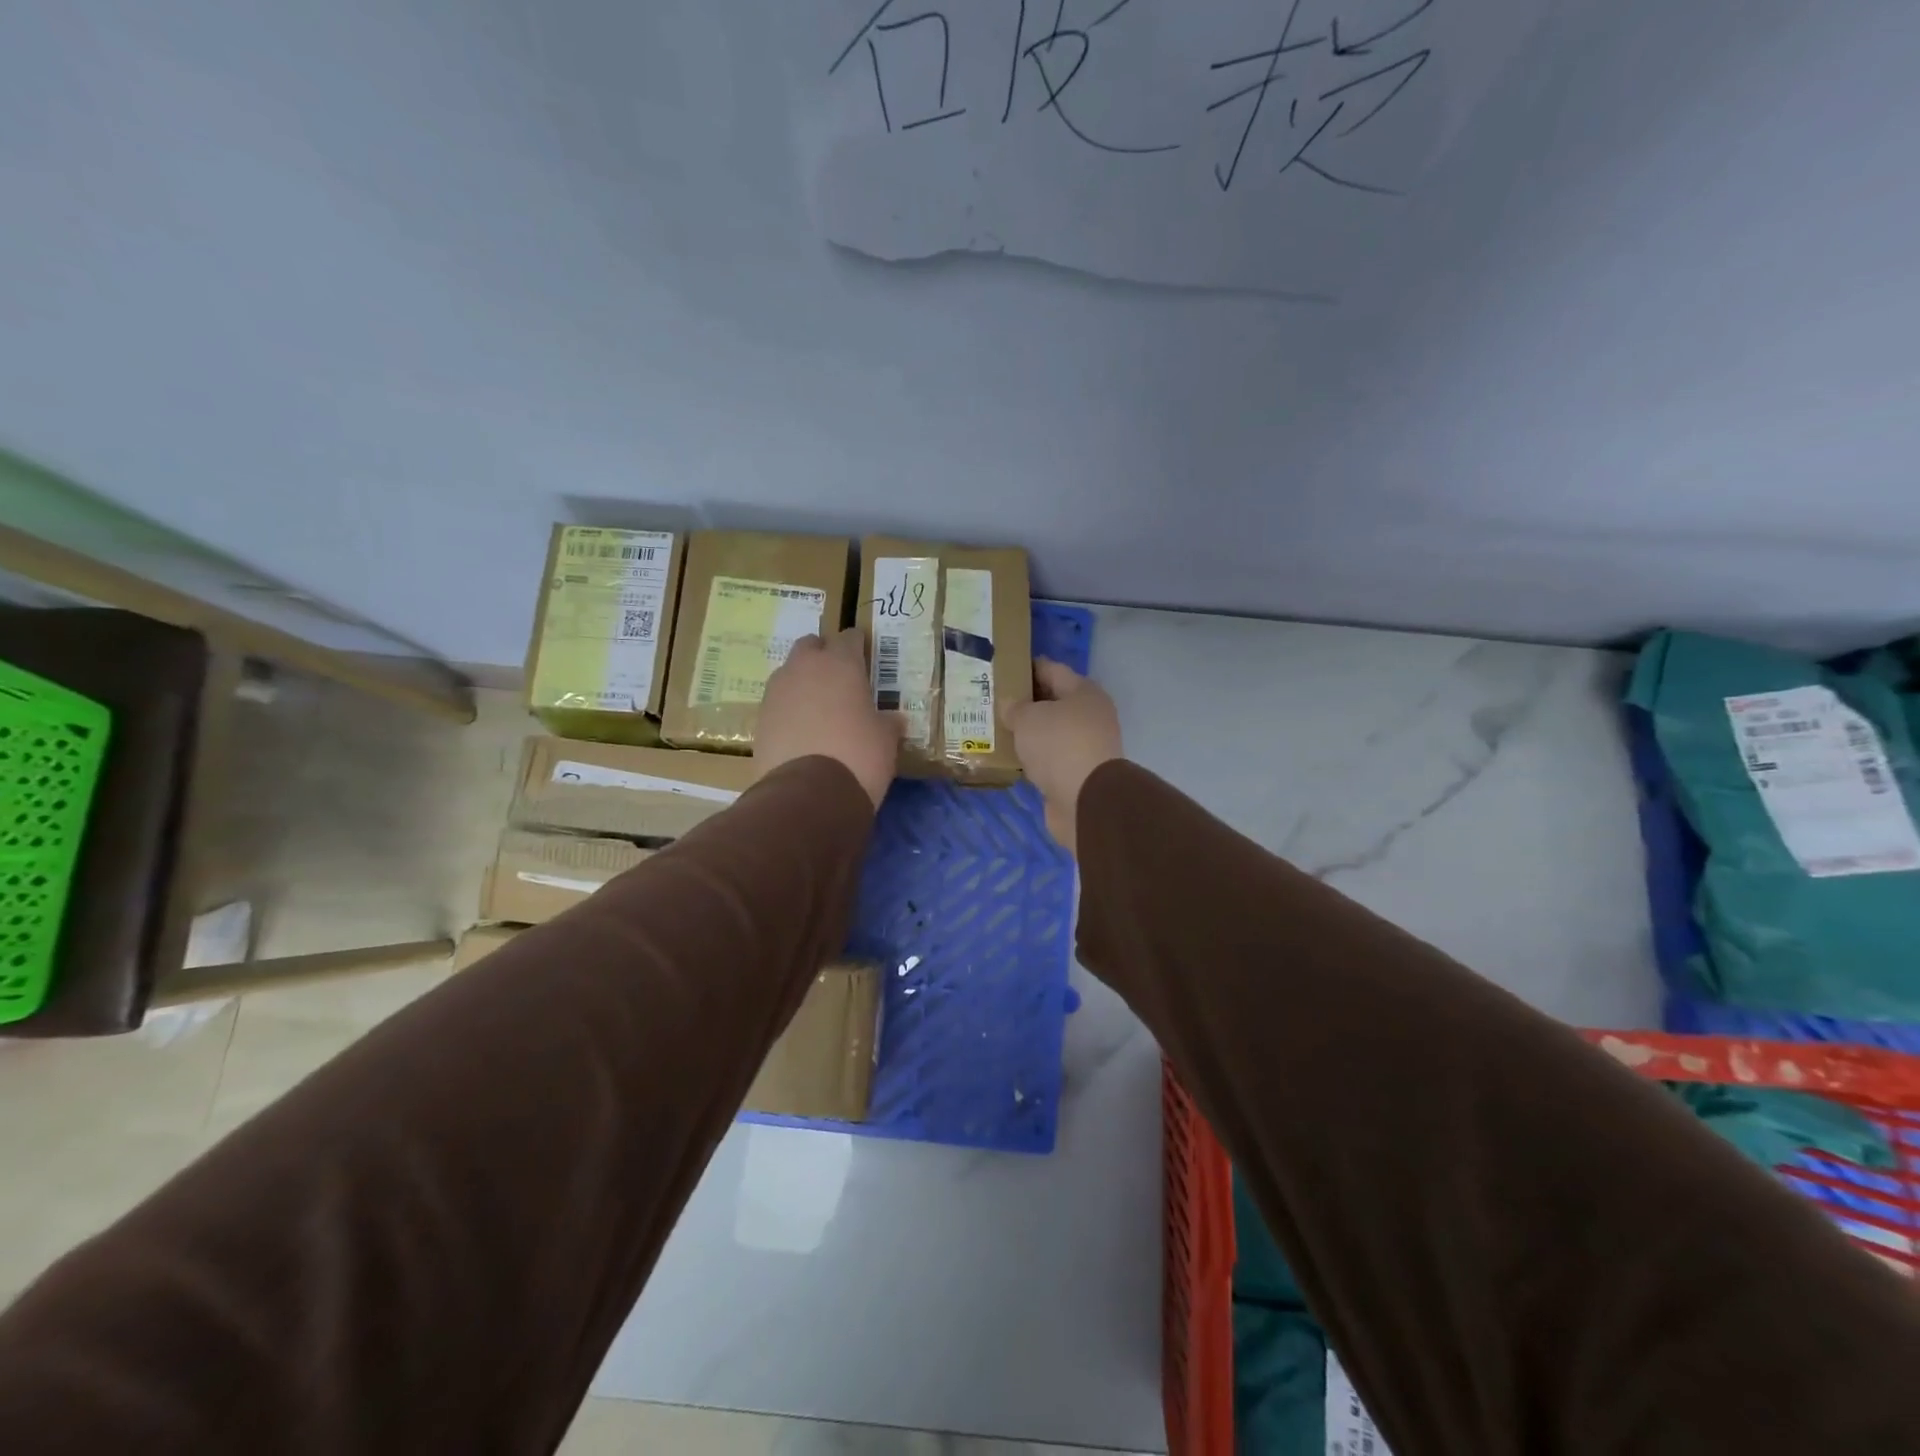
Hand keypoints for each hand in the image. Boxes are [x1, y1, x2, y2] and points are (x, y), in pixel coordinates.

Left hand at [756, 629, 901, 807]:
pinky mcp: (759, 718)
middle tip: (839, 679)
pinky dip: (789, 709)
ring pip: (789, 672)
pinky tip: (801, 730)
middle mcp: (804, 668)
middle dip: (823, 655)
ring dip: (802, 682)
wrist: (809, 794)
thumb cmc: (858, 756)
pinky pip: (777, 702)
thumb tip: (892, 720)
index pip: (849, 637)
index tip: (865, 659)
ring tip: (818, 707)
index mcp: (841, 664)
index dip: (858, 647)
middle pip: (811, 645)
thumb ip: (886, 722)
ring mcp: (777, 692)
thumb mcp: (886, 740)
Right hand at [1002, 659, 1122, 855]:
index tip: (1000, 670)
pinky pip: (1049, 757)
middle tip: (992, 702)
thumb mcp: (1028, 718)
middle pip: (1052, 701)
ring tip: (996, 730)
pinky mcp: (1078, 773)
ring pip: (1050, 732)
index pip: (1051, 669)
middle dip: (1024, 702)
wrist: (1086, 800)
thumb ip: (1015, 707)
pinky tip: (1011, 757)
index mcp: (1084, 692)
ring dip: (1028, 732)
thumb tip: (1010, 705)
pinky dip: (1033, 757)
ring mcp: (1086, 746)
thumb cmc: (1059, 745)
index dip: (1025, 668)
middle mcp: (1090, 715)